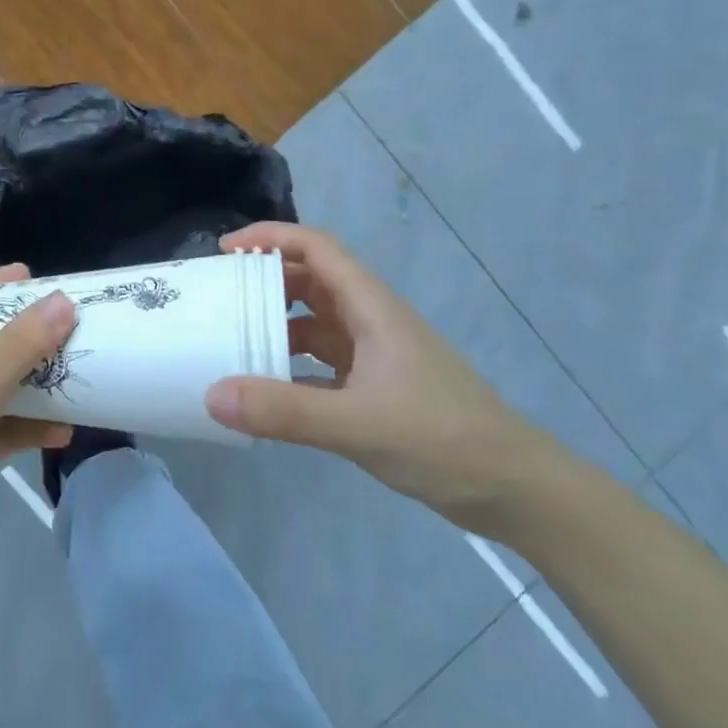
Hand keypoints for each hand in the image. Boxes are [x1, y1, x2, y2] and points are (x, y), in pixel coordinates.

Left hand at [0, 265, 74, 584]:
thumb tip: (62, 302)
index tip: (41, 278)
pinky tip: (63, 432)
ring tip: (80, 373)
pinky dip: (30, 428)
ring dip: (36, 384)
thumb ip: (15, 350)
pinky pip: (3, 430)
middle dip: (28, 336)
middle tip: (73, 325)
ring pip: (0, 388)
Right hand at [206, 222, 545, 524]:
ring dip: (276, 323)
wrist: (515, 490)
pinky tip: (266, 390)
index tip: (225, 250)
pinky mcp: (375, 387)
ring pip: (315, 322)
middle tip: (219, 295)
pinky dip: (291, 366)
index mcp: (371, 307)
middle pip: (310, 280)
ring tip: (231, 339)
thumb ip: (285, 411)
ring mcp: (374, 354)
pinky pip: (321, 362)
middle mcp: (370, 321)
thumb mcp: (358, 424)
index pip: (316, 247)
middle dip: (265, 279)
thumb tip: (211, 394)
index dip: (270, 237)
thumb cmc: (443, 439)